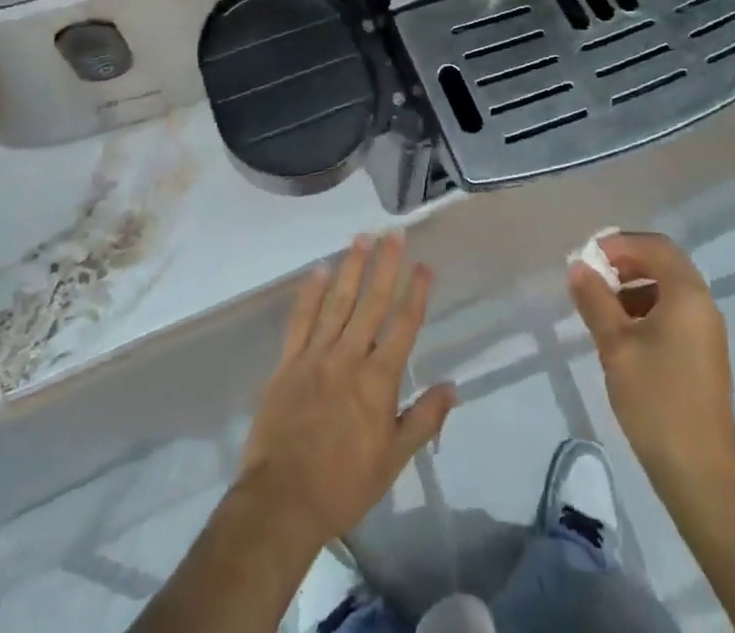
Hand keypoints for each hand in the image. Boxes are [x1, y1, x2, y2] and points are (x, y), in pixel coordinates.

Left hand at [236, 232, 456, 549]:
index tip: (425, 265)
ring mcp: (316, 356)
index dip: (416, 293)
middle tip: (393, 233)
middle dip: (385, 265)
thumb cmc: (343, 484)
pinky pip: (300, 320)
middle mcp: (350, 357)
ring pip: (337, 302)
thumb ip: (424, 419)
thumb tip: (453, 387)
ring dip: (351, 267)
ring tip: (361, 238)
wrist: (282, 501)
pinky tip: (317, 270)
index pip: (404, 326)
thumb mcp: (393, 460)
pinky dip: (309, 293)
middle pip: (371, 302)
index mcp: (379, 380)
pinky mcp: (287, 363)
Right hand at [568, 231, 734, 496]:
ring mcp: (707, 333)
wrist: (701, 477)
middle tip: (593, 278)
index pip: (655, 246)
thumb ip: (595, 300)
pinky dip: (647, 310)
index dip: (620, 244)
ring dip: (635, 287)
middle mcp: (703, 305)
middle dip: (627, 263)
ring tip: (601, 309)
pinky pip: (675, 314)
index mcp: (687, 295)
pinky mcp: (704, 357)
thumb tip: (578, 266)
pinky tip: (623, 337)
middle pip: (665, 264)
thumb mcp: (615, 346)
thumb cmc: (656, 401)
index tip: (588, 259)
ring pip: (669, 290)